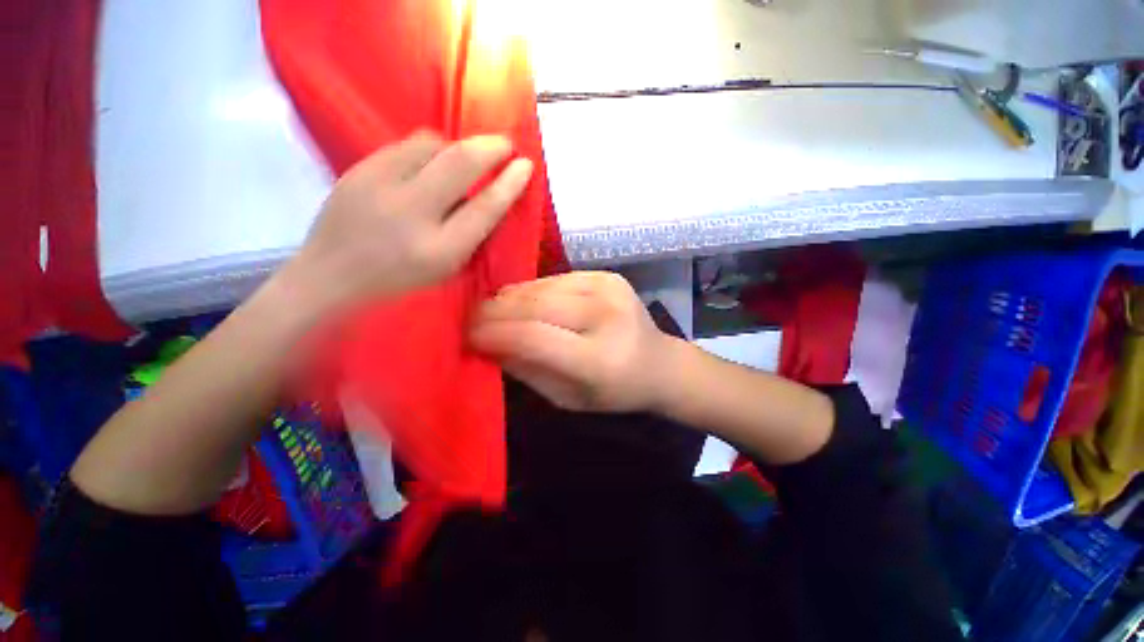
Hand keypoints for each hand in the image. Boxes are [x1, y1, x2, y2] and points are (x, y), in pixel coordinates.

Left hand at [280, 131, 533, 314]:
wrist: (331, 274)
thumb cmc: (399, 279)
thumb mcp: (446, 268)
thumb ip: (472, 233)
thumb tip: (493, 194)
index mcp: (439, 250)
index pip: (484, 208)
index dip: (509, 183)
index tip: (526, 165)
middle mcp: (411, 214)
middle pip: (460, 164)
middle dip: (491, 147)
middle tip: (506, 145)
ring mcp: (380, 185)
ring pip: (433, 144)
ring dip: (458, 147)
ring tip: (464, 159)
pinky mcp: (360, 168)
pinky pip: (407, 144)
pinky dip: (430, 148)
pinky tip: (431, 162)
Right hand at [470, 271, 678, 412]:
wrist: (659, 363)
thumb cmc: (613, 392)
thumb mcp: (566, 398)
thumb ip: (526, 370)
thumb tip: (487, 344)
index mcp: (600, 359)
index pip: (534, 337)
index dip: (494, 333)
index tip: (466, 336)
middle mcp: (606, 316)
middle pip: (536, 305)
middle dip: (494, 311)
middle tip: (469, 319)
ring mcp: (609, 289)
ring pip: (541, 287)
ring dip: (510, 298)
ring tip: (491, 310)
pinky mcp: (607, 275)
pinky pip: (555, 279)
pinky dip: (532, 290)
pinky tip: (522, 302)